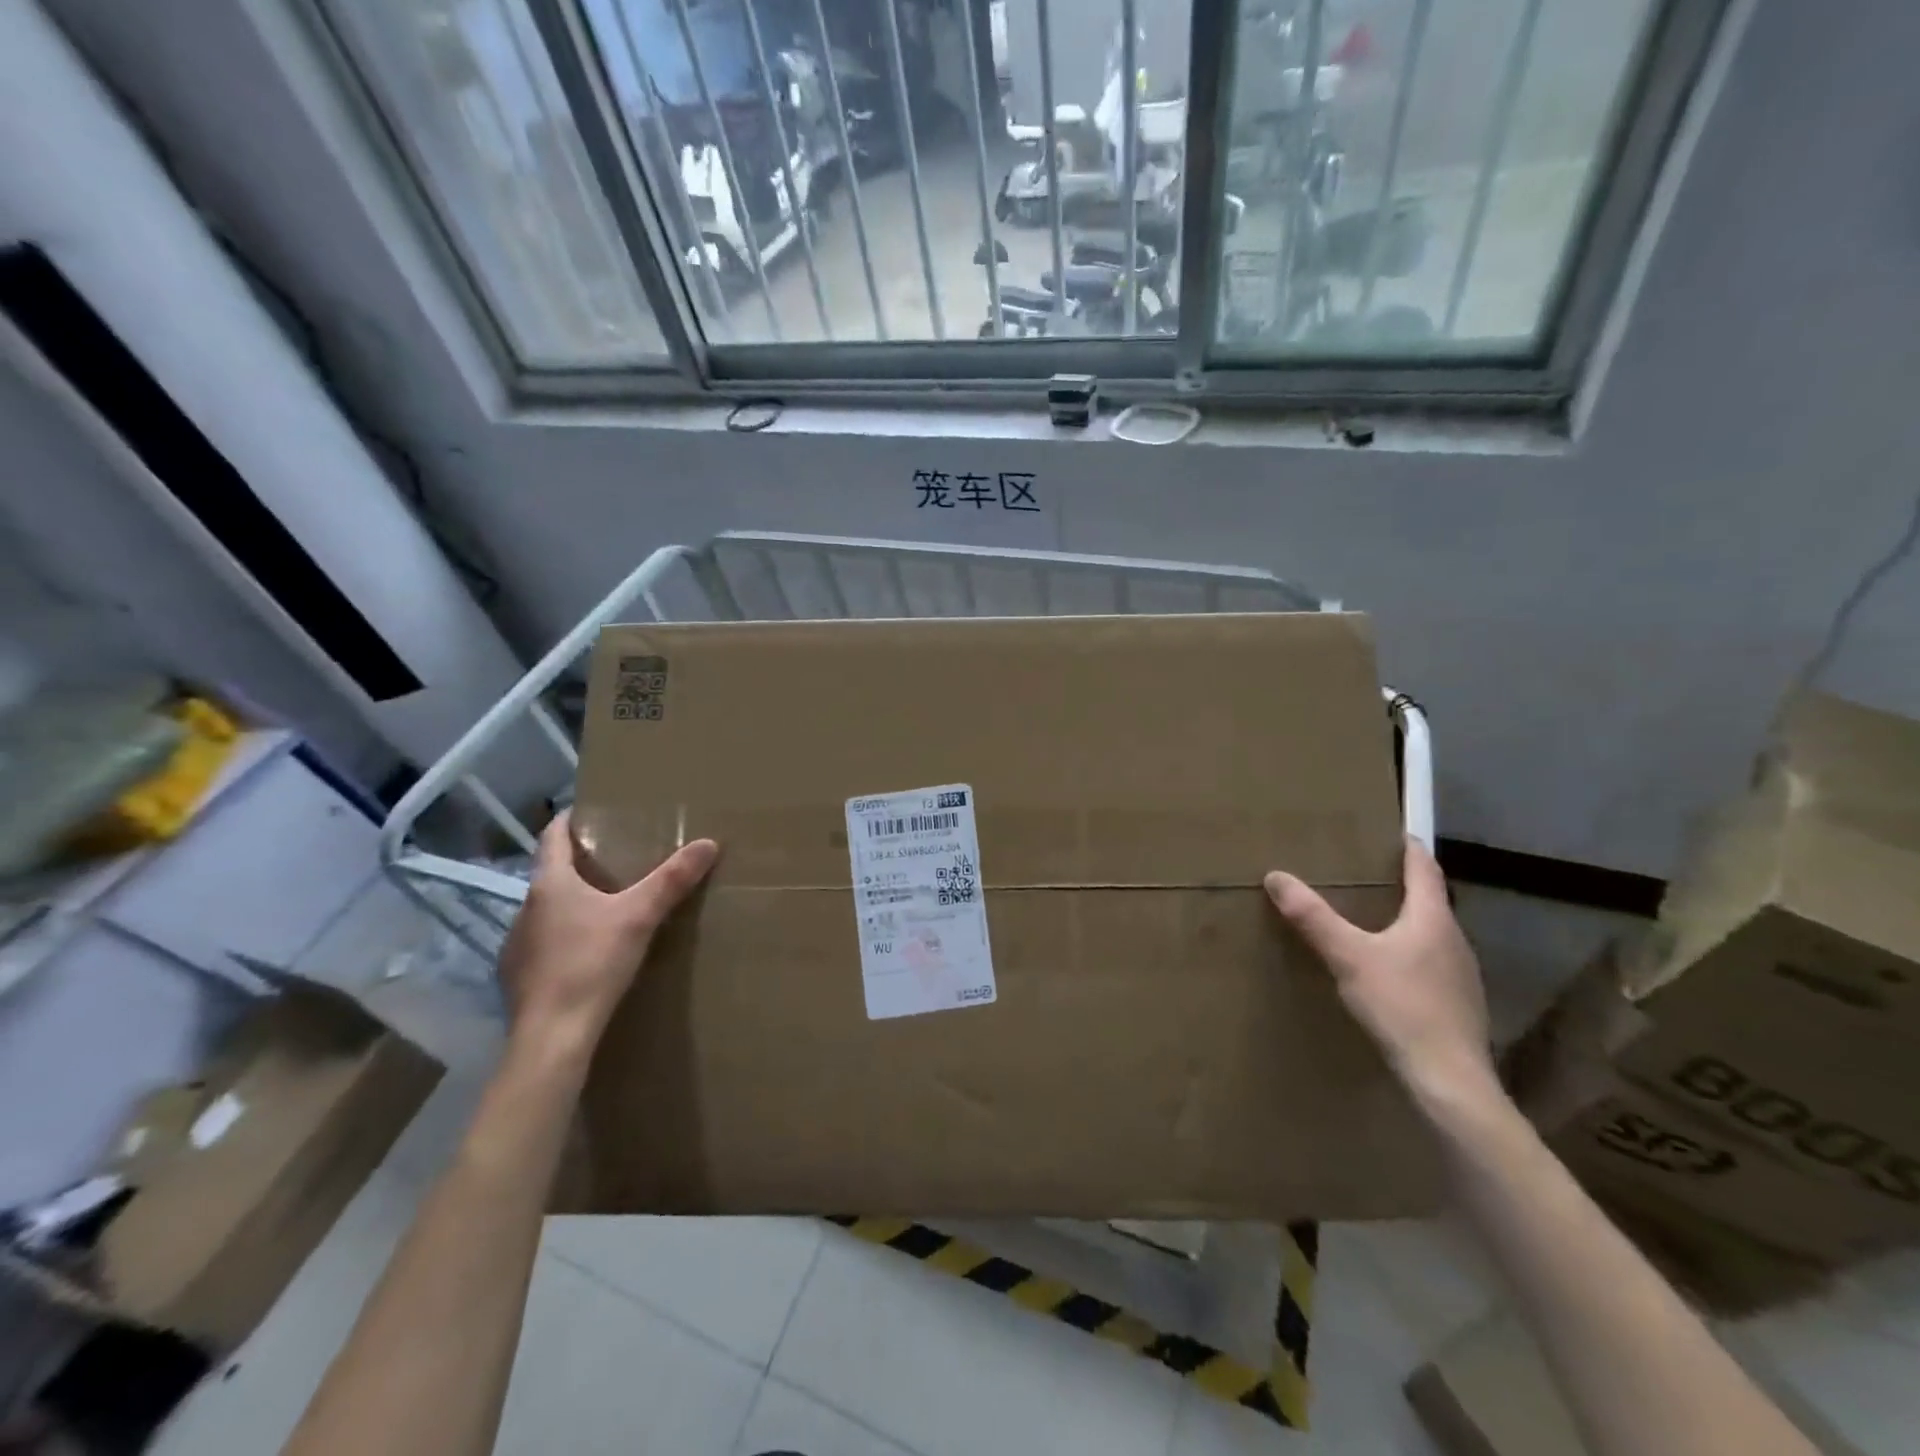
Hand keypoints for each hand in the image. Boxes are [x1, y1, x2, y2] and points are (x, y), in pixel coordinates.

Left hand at [497, 811, 717, 1053]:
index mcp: (550, 885)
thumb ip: (672, 880)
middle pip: (552, 873)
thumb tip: (709, 843)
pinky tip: (588, 952)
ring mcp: (517, 945)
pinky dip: (564, 937)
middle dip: (581, 863)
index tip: (591, 810)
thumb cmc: (591, 964)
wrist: (552, 1037)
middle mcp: (526, 909)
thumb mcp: (640, 917)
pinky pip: (544, 943)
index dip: (571, 820)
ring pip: (547, 910)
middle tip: (617, 858)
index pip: (553, 837)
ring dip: (572, 902)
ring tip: (607, 904)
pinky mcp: (518, 977)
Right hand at [1265, 837, 1496, 1111]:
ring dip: (1408, 920)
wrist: (1449, 1079)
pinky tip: (1390, 969)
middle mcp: (1454, 940)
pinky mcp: (1458, 1004)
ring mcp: (1461, 974)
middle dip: (1404, 884)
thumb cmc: (1401, 1006)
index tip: (1396, 831)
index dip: (1410, 848)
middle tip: (1370, 873)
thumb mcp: (1348, 957)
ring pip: (1432, 934)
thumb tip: (1276, 876)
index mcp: (1432, 919)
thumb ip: (1313, 917)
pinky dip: (1411, 952)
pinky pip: (1432, 963)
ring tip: (1374, 917)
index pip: (1425, 870)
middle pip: (1431, 901)